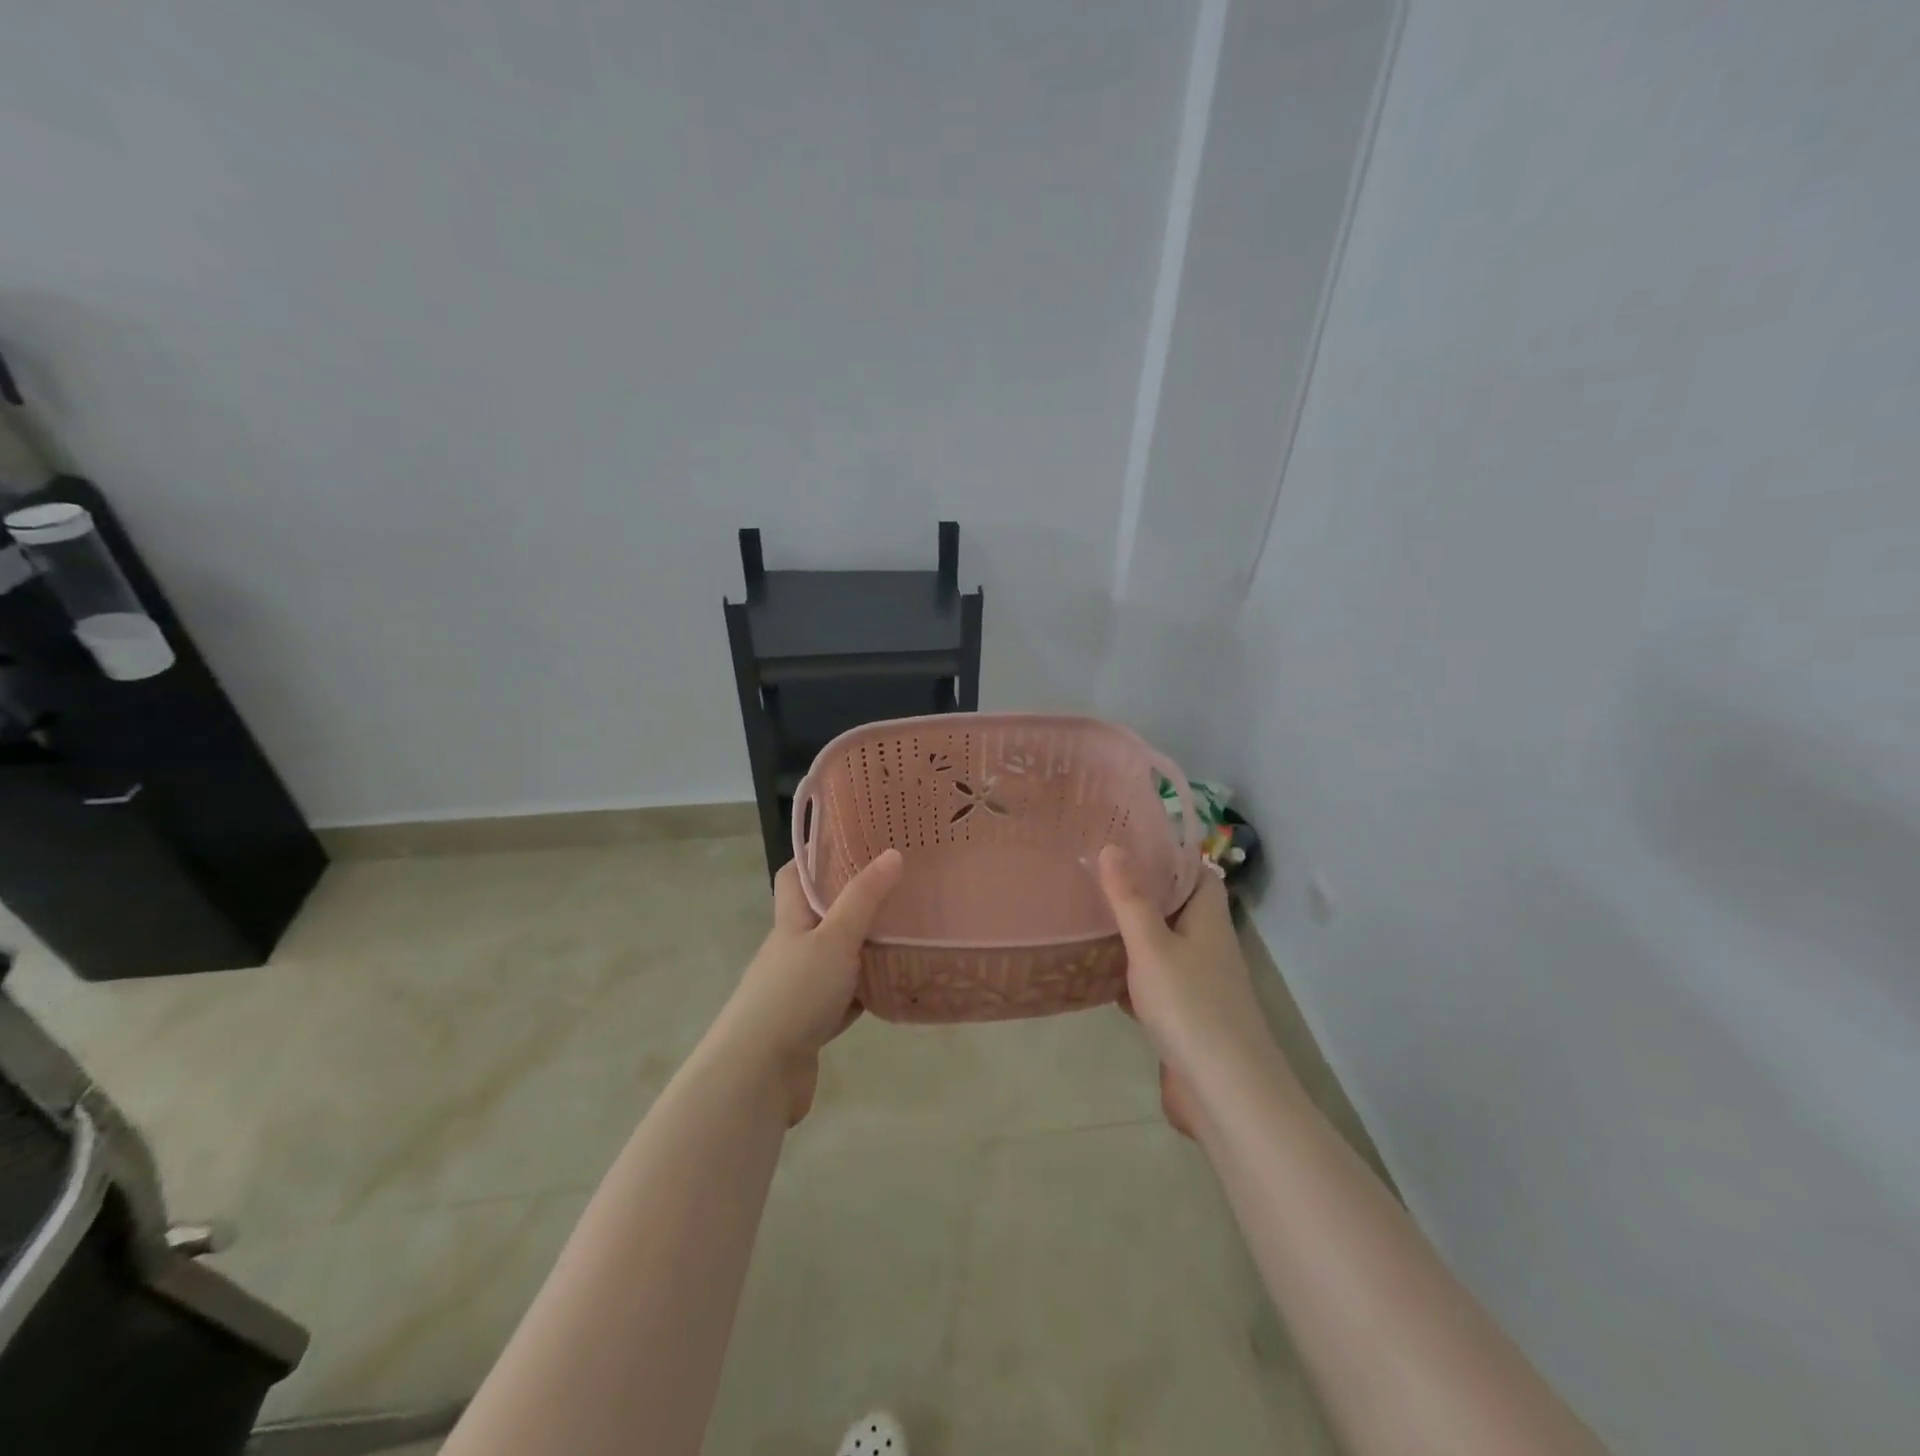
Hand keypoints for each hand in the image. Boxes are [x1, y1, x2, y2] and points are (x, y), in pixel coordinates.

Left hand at [710, 850, 902, 1124]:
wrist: (757, 1075)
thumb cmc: (794, 994)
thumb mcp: (834, 939)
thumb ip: (864, 899)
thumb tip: (892, 853)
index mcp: (790, 922)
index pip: (794, 876)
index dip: (814, 855)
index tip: (849, 839)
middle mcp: (791, 951)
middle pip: (820, 916)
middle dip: (852, 900)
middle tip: (896, 884)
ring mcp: (798, 989)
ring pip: (836, 958)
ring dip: (863, 948)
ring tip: (905, 931)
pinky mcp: (809, 1024)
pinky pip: (843, 998)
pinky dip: (864, 991)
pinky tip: (892, 986)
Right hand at [1098, 846, 1288, 1138]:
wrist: (1226, 1095)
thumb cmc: (1191, 1009)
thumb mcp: (1152, 947)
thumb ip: (1130, 899)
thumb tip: (1112, 845)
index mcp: (1208, 920)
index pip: (1195, 872)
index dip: (1167, 853)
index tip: (1126, 838)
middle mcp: (1207, 945)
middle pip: (1175, 906)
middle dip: (1139, 891)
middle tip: (1092, 872)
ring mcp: (1197, 983)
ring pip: (1161, 944)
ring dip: (1131, 932)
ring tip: (1086, 912)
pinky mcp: (1183, 1016)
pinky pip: (1152, 981)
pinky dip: (1128, 973)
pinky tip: (1095, 971)